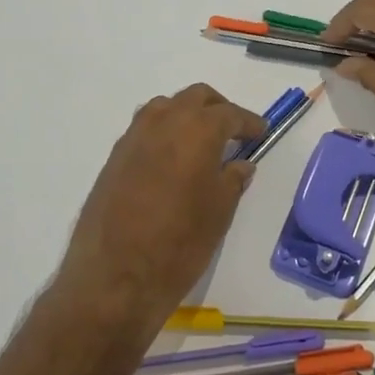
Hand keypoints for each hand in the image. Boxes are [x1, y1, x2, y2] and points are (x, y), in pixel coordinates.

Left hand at [53, 85, 264, 337]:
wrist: (114, 277)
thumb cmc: (179, 243)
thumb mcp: (219, 212)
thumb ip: (232, 179)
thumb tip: (239, 164)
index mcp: (196, 129)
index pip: (229, 114)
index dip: (249, 122)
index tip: (261, 132)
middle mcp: (163, 121)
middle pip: (196, 98)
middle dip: (218, 109)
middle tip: (233, 132)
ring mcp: (133, 137)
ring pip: (166, 107)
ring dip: (187, 115)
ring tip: (201, 143)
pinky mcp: (114, 157)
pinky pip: (145, 130)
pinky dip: (164, 133)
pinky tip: (172, 161)